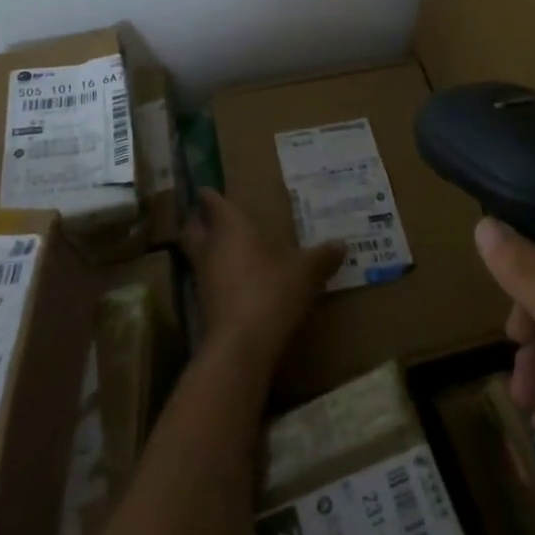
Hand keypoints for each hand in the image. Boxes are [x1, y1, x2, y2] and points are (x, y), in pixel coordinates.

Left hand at [183, 188, 342, 371]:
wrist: (243, 345)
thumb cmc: (272, 291)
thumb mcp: (306, 272)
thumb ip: (322, 257)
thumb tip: (342, 244)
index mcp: (230, 226)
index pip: (211, 202)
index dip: (208, 195)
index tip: (207, 189)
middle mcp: (211, 247)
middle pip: (192, 228)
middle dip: (198, 221)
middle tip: (211, 216)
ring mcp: (203, 277)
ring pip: (197, 254)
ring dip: (208, 250)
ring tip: (229, 247)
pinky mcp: (204, 305)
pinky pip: (206, 280)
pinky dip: (217, 276)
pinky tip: (237, 280)